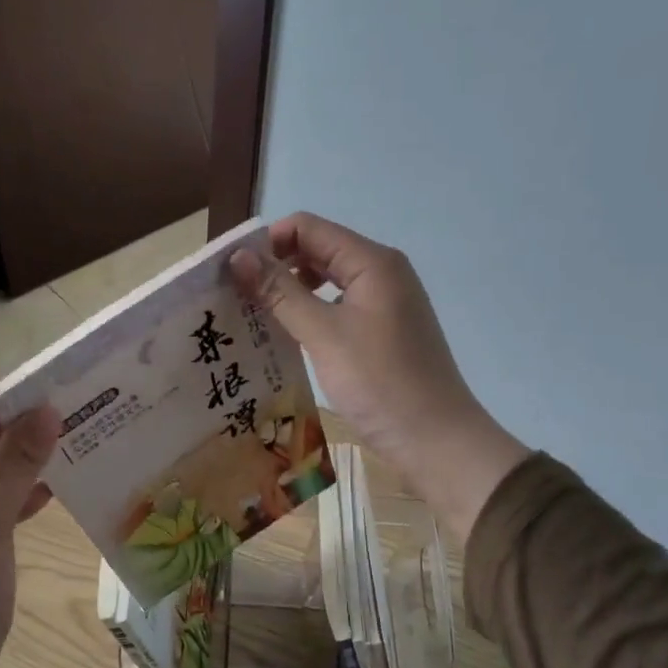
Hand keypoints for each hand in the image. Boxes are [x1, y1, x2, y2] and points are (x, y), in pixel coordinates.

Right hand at [231, 213, 529, 544]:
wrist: (436, 440)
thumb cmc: (380, 383)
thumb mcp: (324, 334)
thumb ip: (280, 292)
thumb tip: (238, 257)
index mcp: (372, 261)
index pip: (308, 227)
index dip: (268, 241)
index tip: (232, 272)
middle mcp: (382, 272)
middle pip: (319, 249)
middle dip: (277, 265)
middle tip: (237, 295)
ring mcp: (387, 302)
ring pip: (329, 280)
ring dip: (293, 290)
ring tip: (257, 315)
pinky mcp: (385, 329)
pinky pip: (340, 306)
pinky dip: (313, 312)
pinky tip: (290, 335)